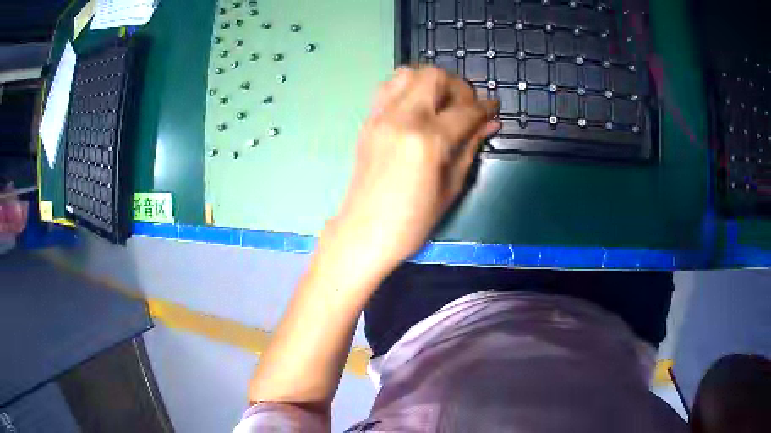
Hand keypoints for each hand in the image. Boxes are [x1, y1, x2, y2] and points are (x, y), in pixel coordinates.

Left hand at [320, 67, 499, 279]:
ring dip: (430, 81)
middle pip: (434, 76)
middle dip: (457, 86)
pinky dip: (408, 87)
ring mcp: (380, 116)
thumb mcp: (451, 186)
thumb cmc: (413, 221)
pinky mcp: (368, 121)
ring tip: (441, 104)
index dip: (485, 108)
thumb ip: (471, 146)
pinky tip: (418, 109)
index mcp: (427, 140)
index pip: (465, 110)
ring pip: (408, 72)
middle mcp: (401, 118)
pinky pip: (388, 87)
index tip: (494, 109)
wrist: (364, 232)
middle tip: (465, 108)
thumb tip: (491, 123)